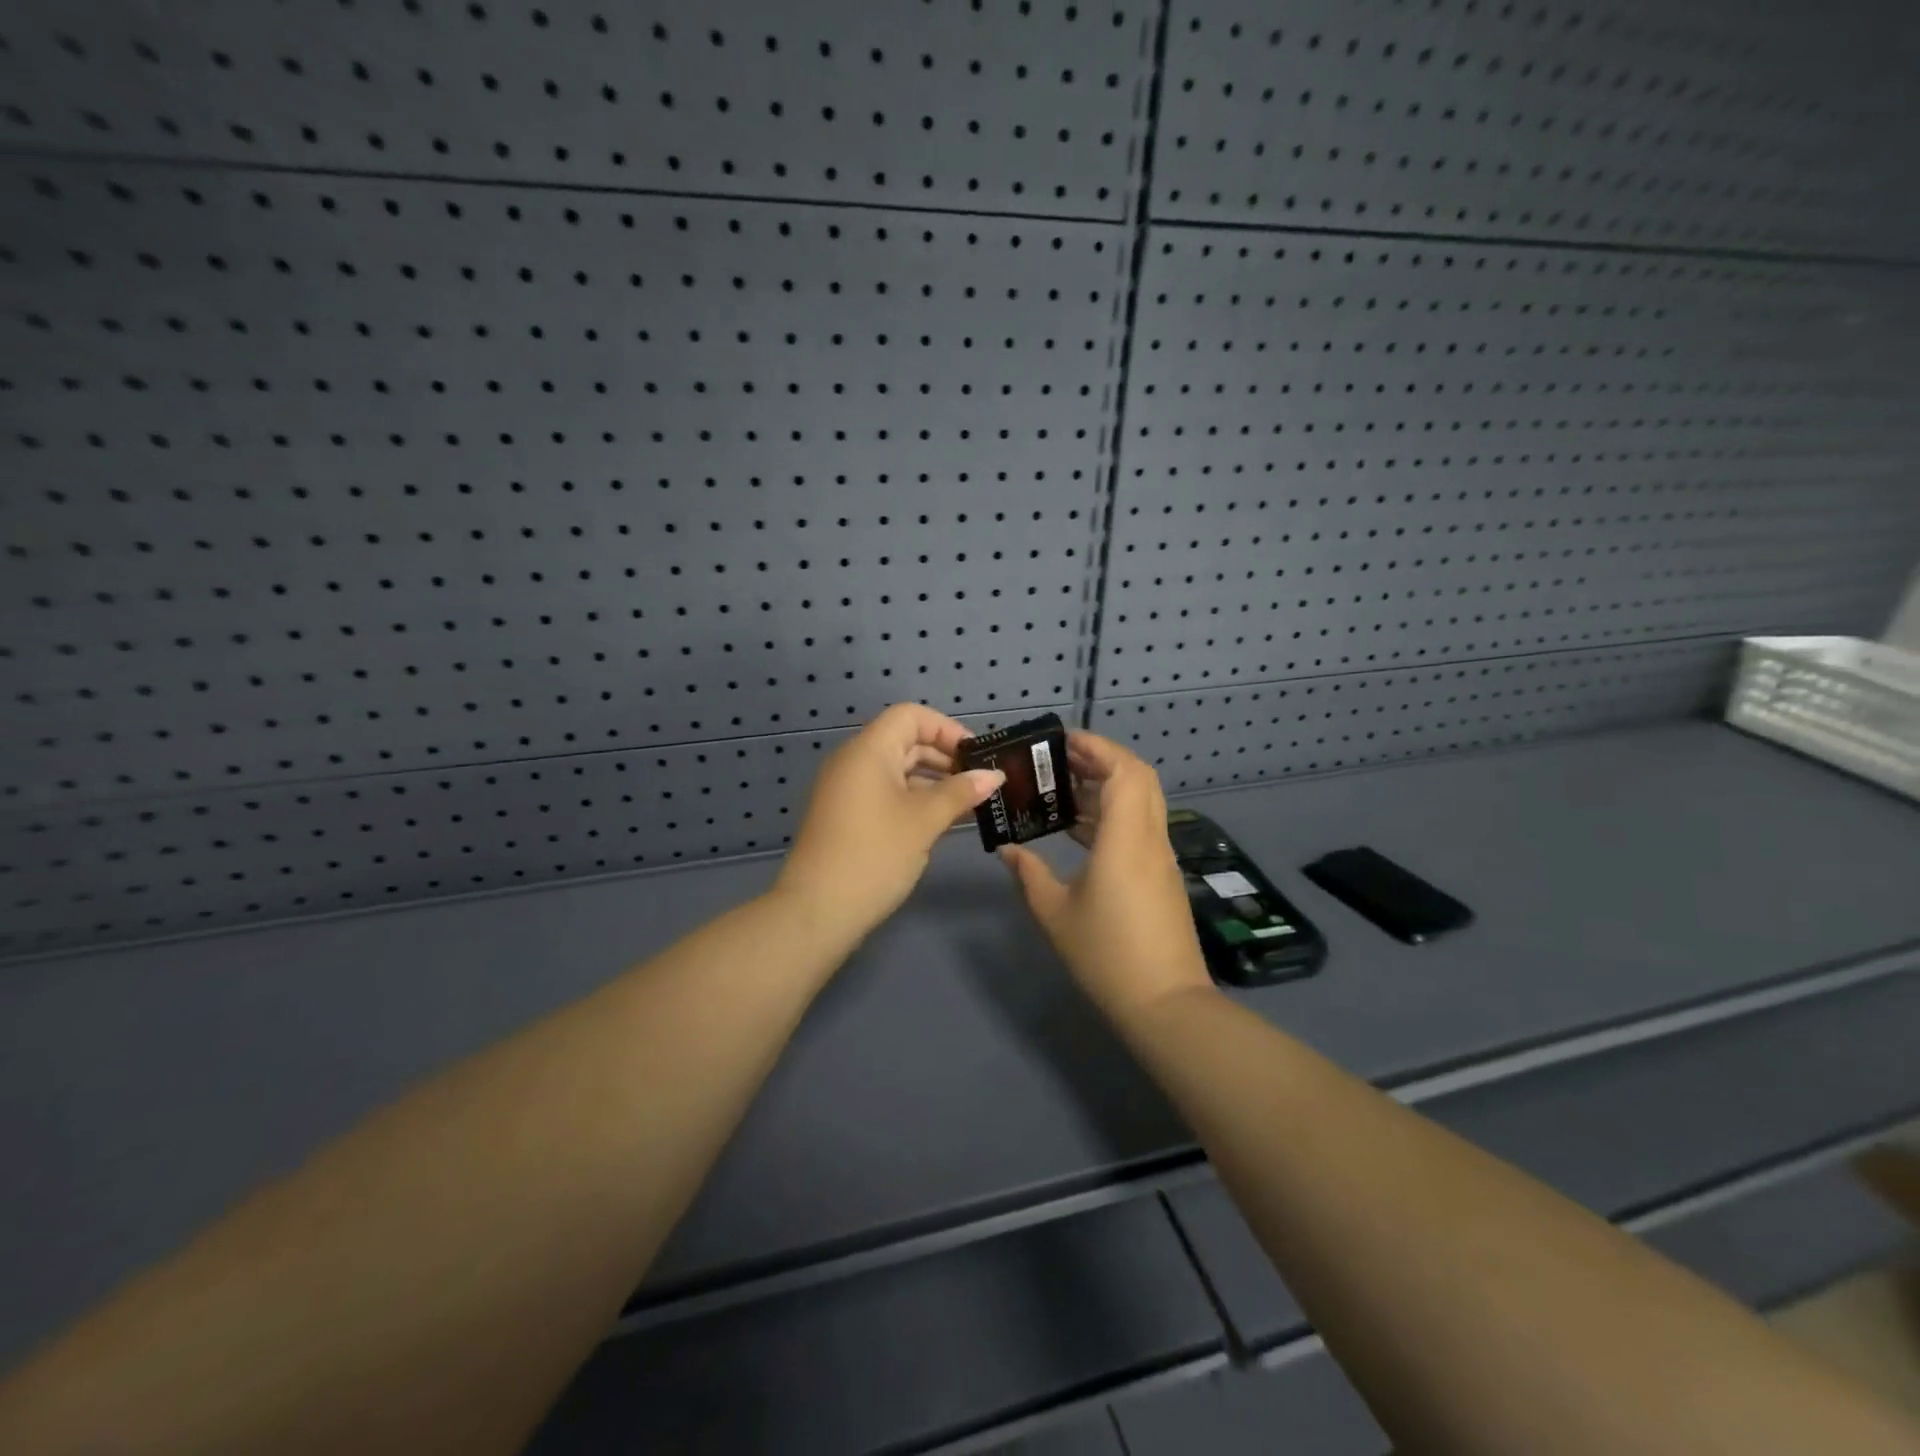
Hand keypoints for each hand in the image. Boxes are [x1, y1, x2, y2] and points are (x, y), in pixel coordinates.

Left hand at [774, 703, 1004, 946]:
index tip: (976, 756)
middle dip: (945, 757)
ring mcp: (847, 790)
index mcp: (868, 750)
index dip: (947, 729)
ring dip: (933, 782)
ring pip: (897, 770)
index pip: (911, 716)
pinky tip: (941, 821)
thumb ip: (960, 793)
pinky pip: (886, 793)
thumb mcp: (924, 821)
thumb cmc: (874, 854)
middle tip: (981, 782)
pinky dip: (914, 799)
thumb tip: (994, 775)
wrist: (817, 911)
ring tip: (969, 804)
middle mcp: (854, 761)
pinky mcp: (846, 816)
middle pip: (905, 741)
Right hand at [999, 731, 1213, 1024]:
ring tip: (1063, 791)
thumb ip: (1028, 874)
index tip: (1063, 742)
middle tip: (1060, 761)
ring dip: (1107, 788)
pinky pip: (1140, 827)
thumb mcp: (1055, 913)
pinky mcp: (1161, 875)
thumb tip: (1007, 849)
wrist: (1164, 1003)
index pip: (1124, 771)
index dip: (1098, 747)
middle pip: (1138, 778)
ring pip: (1141, 802)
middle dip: (1102, 760)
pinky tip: (1080, 830)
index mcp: (1126, 839)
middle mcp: (1150, 838)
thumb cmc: (1106, 954)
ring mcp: (1160, 857)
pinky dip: (1113, 815)